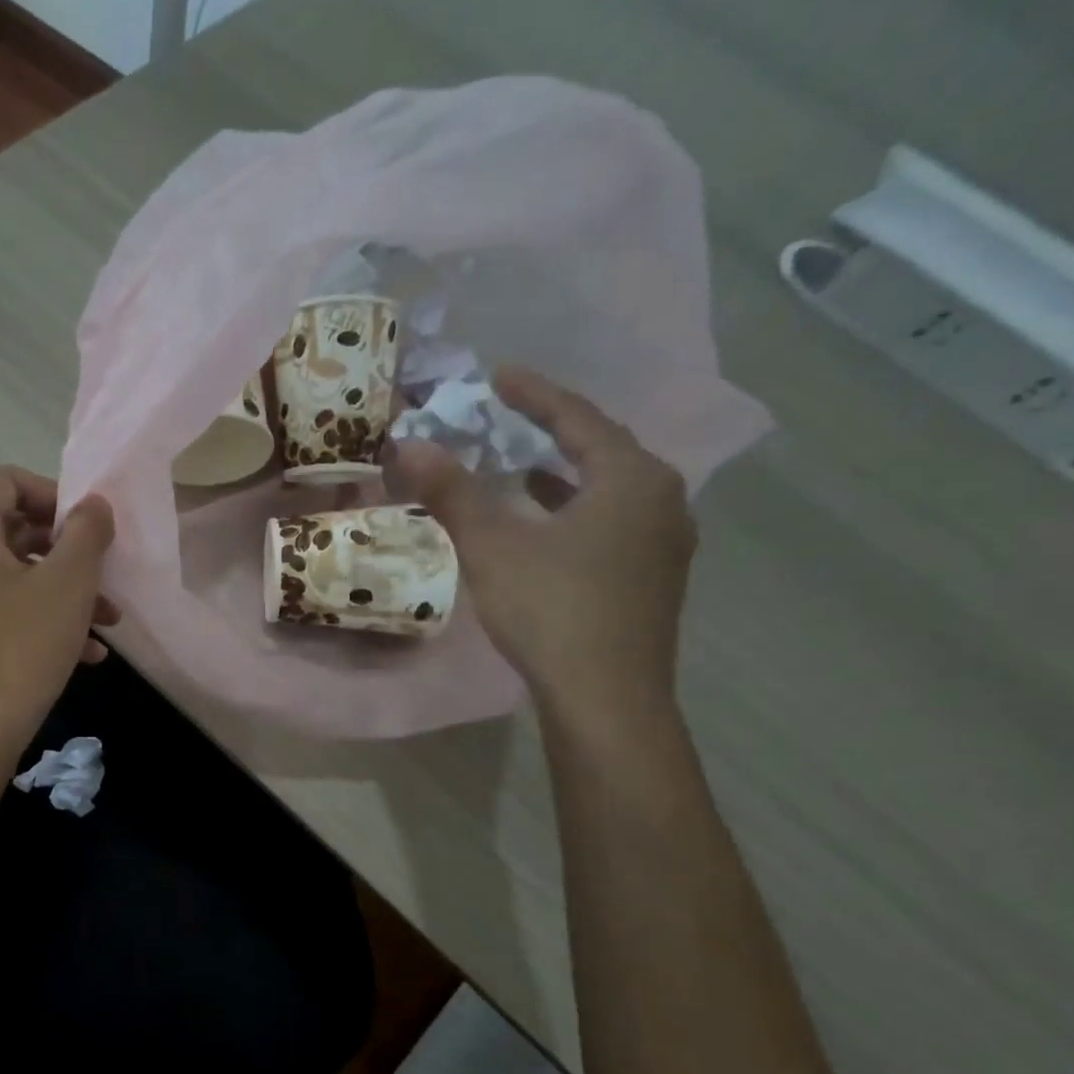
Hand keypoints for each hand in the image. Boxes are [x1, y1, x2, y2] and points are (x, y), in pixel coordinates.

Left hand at [0, 466, 118, 766]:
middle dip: (69, 551)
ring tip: (109, 619)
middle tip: (104, 572)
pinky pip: (7, 613)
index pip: (8, 481)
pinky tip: (87, 653)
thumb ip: (86, 532)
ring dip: (66, 592)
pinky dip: (45, 621)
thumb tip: (93, 504)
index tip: (89, 525)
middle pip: (15, 530)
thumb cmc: (22, 646)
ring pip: (17, 578)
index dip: (54, 493)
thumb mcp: (68, 583)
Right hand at [388, 366, 695, 729]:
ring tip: (525, 469)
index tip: (499, 376)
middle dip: (554, 433)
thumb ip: (452, 492)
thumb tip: (408, 445)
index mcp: (631, 479)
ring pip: (610, 492)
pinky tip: (548, 530)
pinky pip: (614, 524)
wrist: (606, 698)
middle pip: (603, 451)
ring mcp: (665, 544)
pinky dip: (577, 513)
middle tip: (511, 420)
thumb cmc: (552, 610)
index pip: (579, 419)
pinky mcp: (654, 580)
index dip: (535, 395)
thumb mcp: (493, 546)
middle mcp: (662, 501)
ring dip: (566, 477)